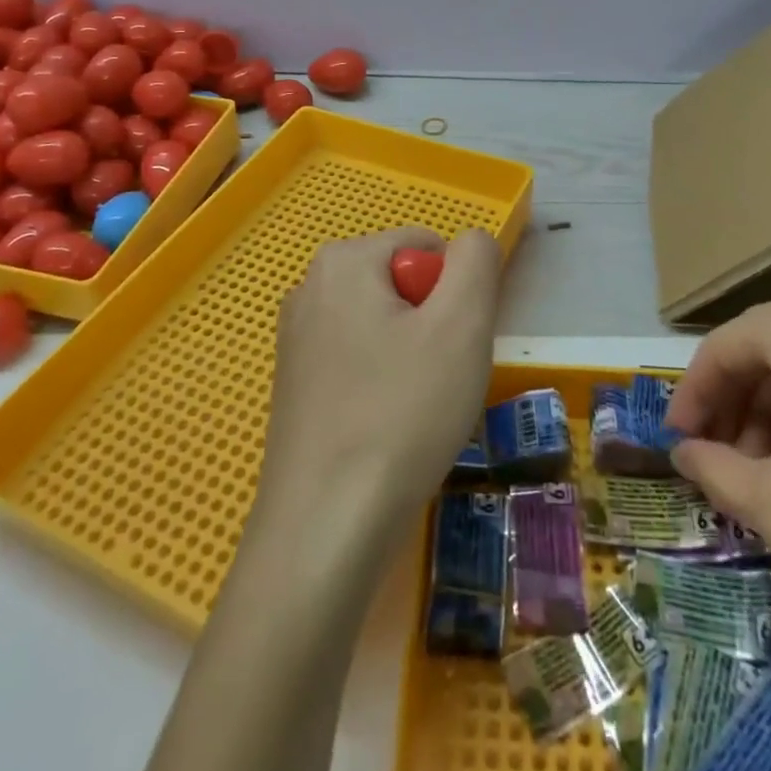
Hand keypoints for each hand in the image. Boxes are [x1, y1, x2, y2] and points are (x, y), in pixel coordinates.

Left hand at [255, 228, 501, 547]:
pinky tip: (385, 430)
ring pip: (385, 326)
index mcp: (343, 261)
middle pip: (403, 285)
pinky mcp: (294, 384)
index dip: (455, 295)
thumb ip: (476, 261)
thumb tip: (469, 241)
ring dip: (413, 358)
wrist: (326, 529)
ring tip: (412, 410)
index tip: (453, 348)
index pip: (426, 247)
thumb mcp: (462, 324)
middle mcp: (309, 288)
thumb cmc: (401, 413)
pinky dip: (383, 385)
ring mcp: (296, 338)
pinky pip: (359, 361)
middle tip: (438, 380)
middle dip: (433, 325)